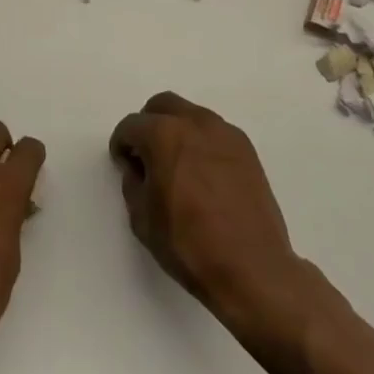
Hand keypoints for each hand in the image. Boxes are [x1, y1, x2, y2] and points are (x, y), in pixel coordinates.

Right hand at [110, 92, 326, 344]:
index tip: (123, 164)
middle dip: (148, 125)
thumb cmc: (188, 244)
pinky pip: (214, 133)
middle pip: (162, 106)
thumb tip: (138, 168)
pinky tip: (202, 174)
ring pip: (191, 115)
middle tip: (146, 156)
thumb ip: (133, 182)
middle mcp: (195, 123)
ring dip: (177, 130)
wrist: (251, 267)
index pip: (131, 126)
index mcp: (163, 135)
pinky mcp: (246, 150)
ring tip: (176, 165)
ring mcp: (225, 134)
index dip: (122, 144)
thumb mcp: (141, 218)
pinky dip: (201, 142)